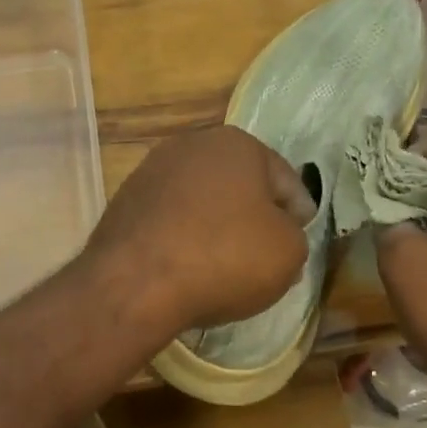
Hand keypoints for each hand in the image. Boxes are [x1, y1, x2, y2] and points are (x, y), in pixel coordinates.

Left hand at [84, 126, 314, 334]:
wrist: (136, 283)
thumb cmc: (225, 256)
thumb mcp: (288, 251)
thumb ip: (294, 235)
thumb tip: (278, 234)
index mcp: (237, 144)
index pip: (284, 179)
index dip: (298, 211)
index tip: (301, 236)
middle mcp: (192, 146)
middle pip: (240, 185)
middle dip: (255, 215)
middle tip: (268, 251)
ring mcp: (152, 171)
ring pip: (203, 201)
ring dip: (218, 225)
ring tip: (228, 264)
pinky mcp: (125, 202)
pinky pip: (172, 220)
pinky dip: (185, 238)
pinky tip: (191, 266)